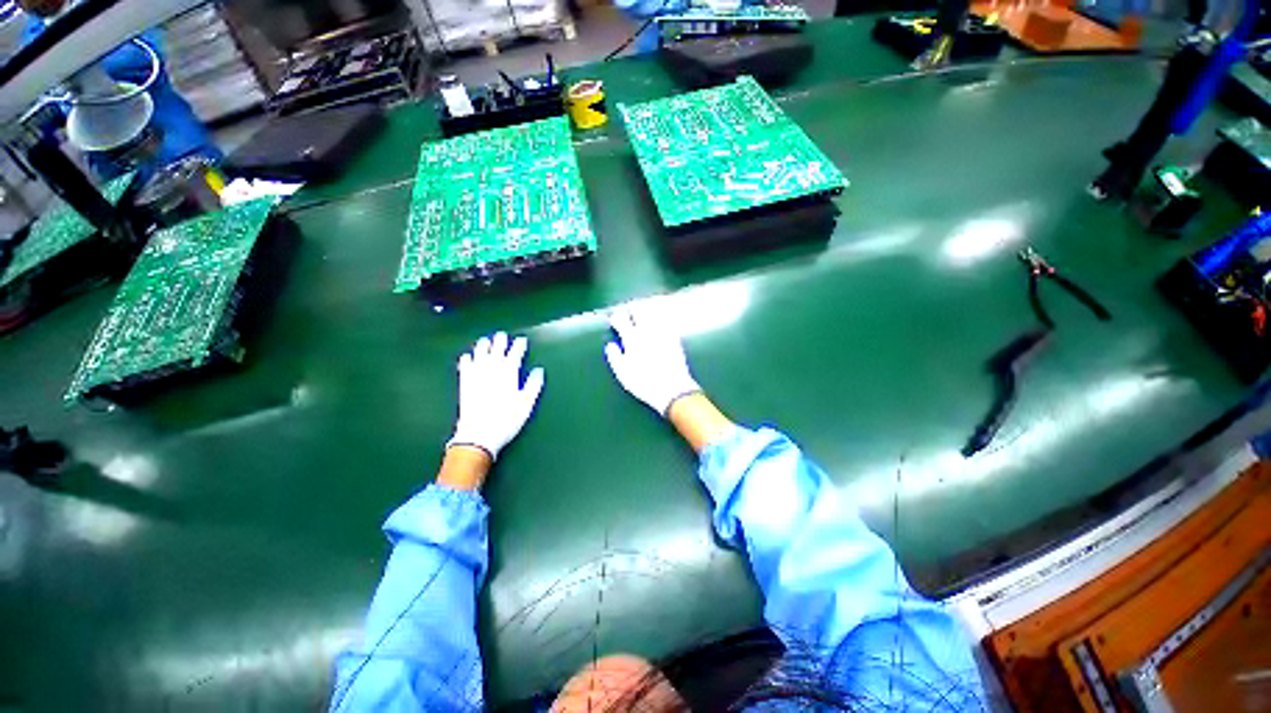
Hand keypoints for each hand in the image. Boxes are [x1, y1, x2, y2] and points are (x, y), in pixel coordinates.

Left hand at [448, 332, 544, 459]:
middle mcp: (491, 371)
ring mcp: (476, 377)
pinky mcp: (464, 385)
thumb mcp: (526, 404)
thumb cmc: (506, 420)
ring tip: (485, 340)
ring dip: (482, 347)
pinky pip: (465, 367)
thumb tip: (539, 370)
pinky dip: (467, 360)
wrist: (478, 435)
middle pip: (496, 351)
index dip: (518, 346)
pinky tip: (467, 357)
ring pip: (479, 355)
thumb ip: (533, 385)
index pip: (515, 355)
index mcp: (508, 374)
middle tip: (502, 335)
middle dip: (500, 342)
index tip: (522, 340)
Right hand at [604, 307, 700, 416]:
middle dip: (632, 309)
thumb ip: (615, 357)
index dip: (615, 318)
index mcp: (632, 339)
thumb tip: (611, 345)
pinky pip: (667, 322)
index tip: (614, 320)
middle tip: (629, 311)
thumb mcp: (623, 374)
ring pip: (653, 313)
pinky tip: (660, 320)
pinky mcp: (675, 338)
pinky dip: (661, 318)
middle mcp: (647, 331)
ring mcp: (662, 333)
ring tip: (644, 311)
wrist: (673, 389)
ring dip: (647, 310)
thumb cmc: (644, 383)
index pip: (620, 320)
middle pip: (638, 310)